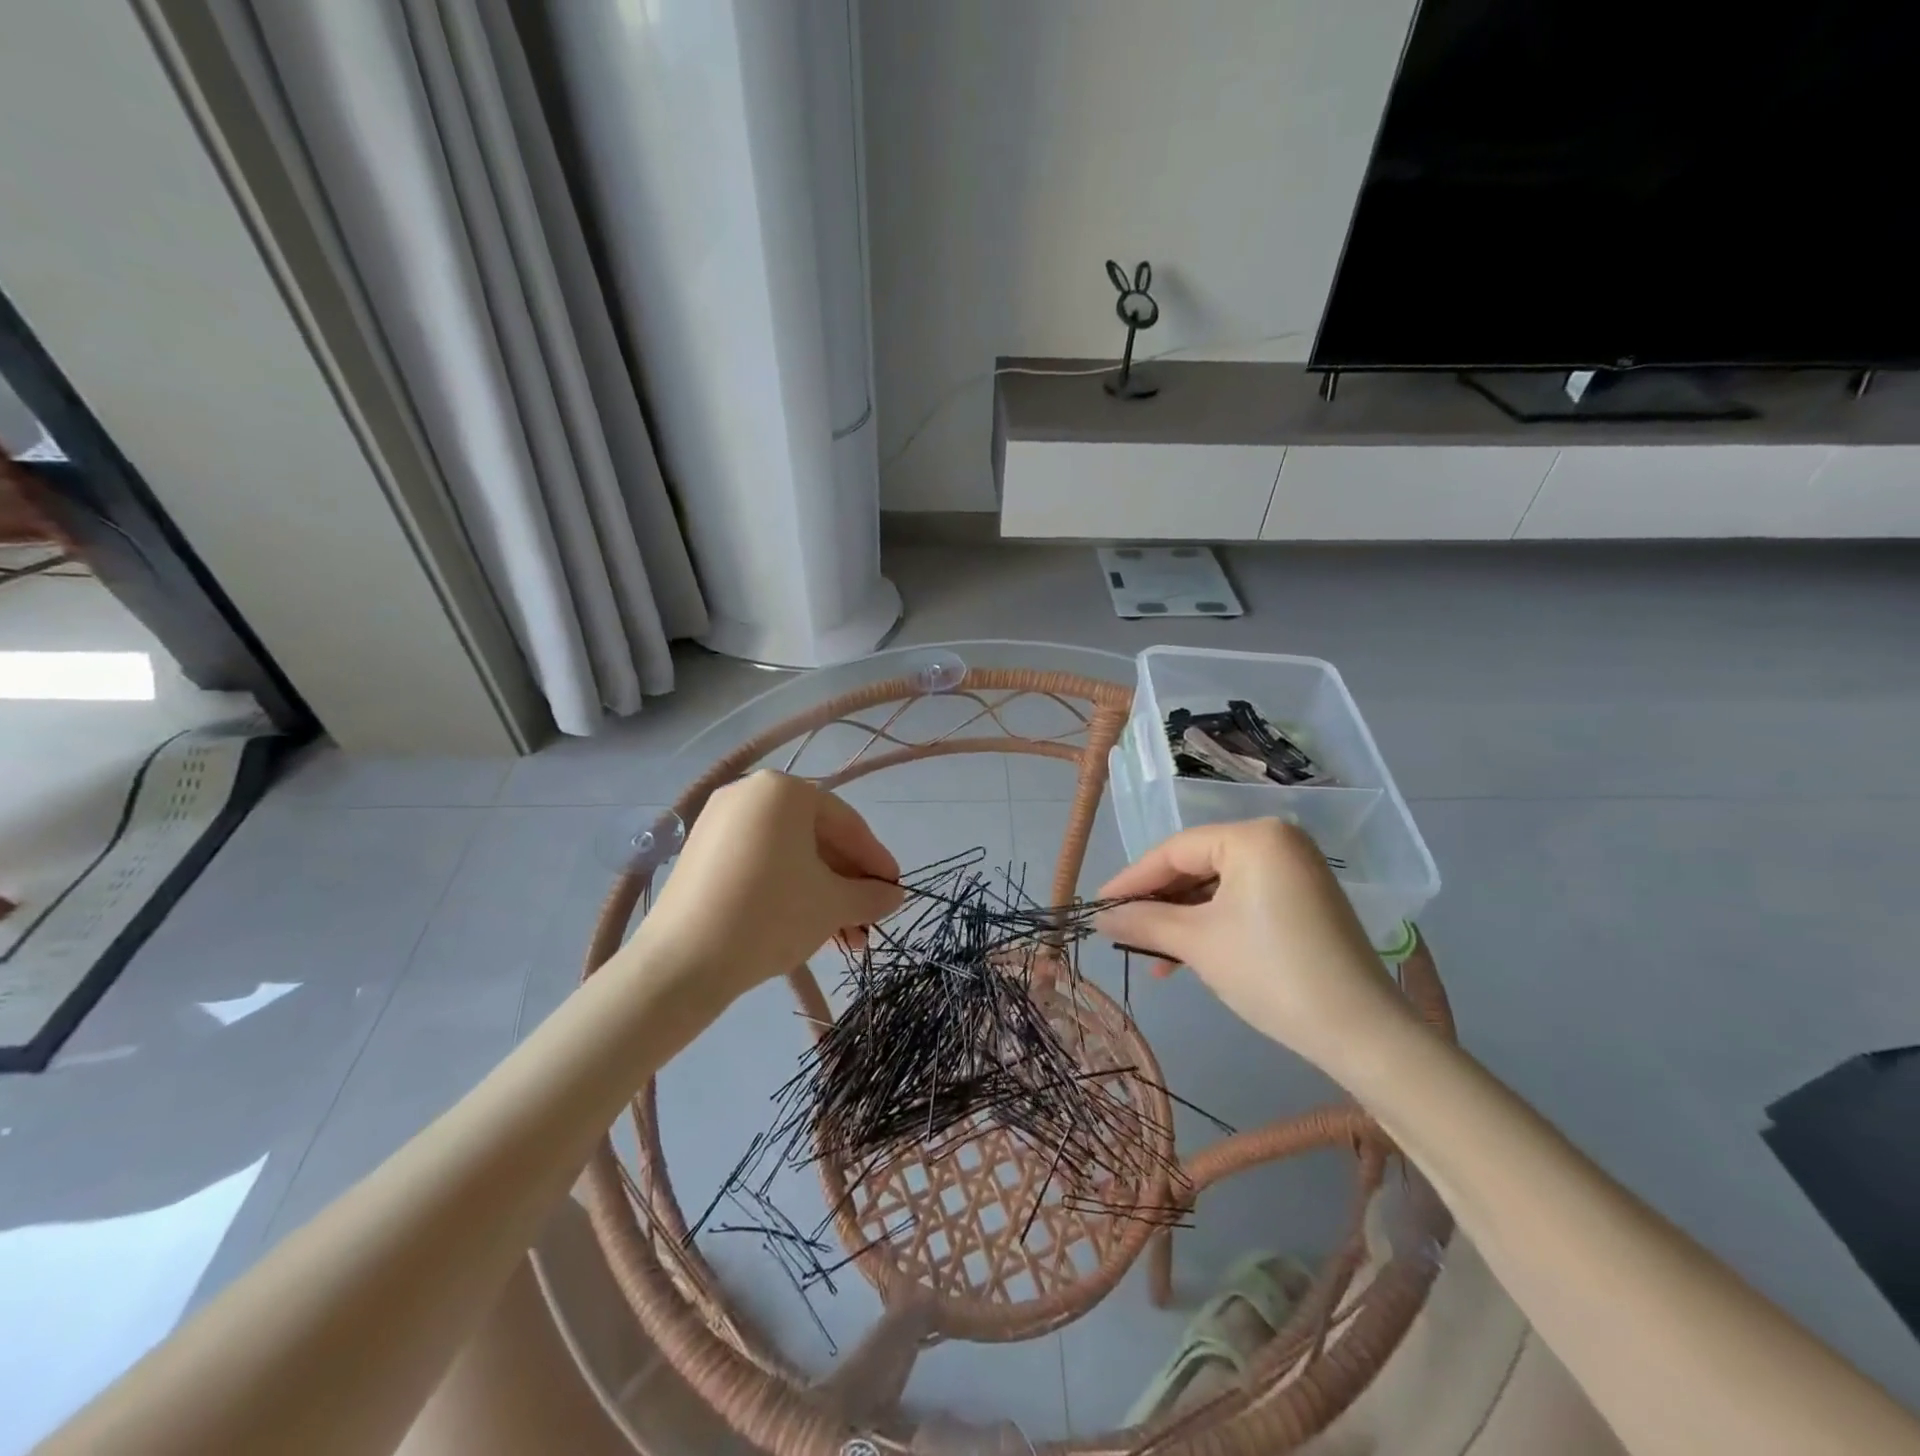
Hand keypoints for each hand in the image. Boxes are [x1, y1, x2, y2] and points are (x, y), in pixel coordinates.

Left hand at [633, 773, 903, 1008]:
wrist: (682, 963)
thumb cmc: (770, 916)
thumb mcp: (832, 905)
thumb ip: (870, 895)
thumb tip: (895, 896)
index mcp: (784, 791)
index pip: (847, 824)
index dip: (876, 861)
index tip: (896, 892)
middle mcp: (750, 793)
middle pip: (816, 839)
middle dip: (847, 885)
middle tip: (868, 923)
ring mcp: (720, 822)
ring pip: (789, 855)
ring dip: (822, 893)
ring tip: (844, 940)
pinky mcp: (701, 853)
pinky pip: (760, 862)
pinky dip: (788, 889)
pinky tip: (808, 926)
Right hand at [1094, 820, 1415, 1077]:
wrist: (1362, 1034)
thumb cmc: (1271, 973)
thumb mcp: (1198, 943)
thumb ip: (1144, 922)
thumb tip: (1099, 917)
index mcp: (1254, 836)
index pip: (1175, 850)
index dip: (1132, 880)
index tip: (1098, 907)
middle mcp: (1277, 841)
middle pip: (1197, 866)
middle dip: (1158, 903)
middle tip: (1122, 931)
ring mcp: (1295, 870)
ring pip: (1217, 887)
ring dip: (1182, 920)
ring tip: (1153, 956)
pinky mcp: (1305, 900)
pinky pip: (1242, 901)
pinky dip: (1212, 925)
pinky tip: (1187, 957)